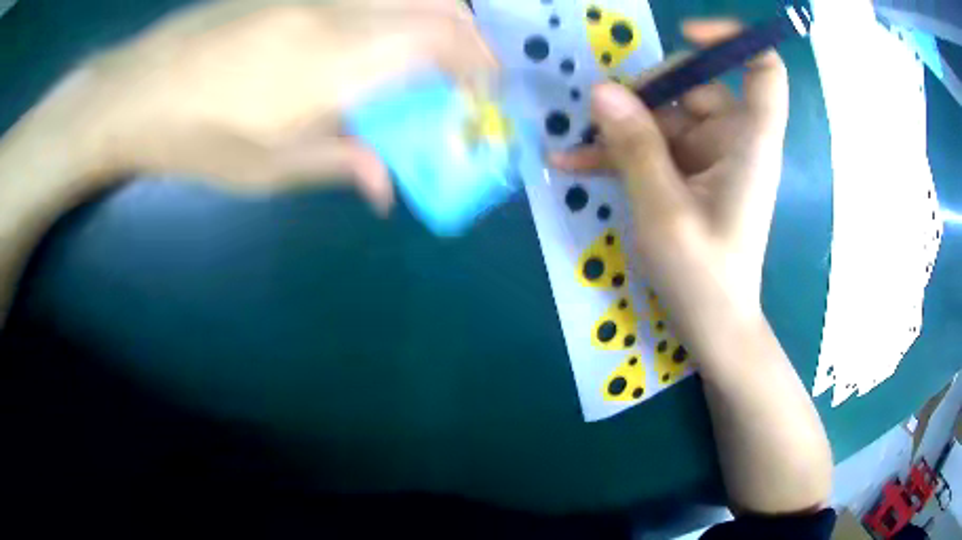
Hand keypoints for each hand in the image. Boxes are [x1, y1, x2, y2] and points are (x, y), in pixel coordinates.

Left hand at [74, 0, 496, 212]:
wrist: (139, 91)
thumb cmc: (198, 139)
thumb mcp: (267, 169)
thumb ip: (338, 164)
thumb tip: (387, 187)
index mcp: (334, 64)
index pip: (436, 45)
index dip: (477, 63)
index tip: (489, 88)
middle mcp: (336, 15)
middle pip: (432, 6)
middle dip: (468, 35)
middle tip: (470, 67)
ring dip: (434, 15)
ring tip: (434, 48)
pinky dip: (393, 7)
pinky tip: (378, 30)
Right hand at [552, 20, 787, 351]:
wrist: (713, 326)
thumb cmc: (703, 276)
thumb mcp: (663, 211)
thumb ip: (634, 147)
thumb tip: (601, 91)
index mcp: (749, 141)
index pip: (763, 69)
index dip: (731, 41)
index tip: (686, 34)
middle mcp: (734, 139)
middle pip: (695, 84)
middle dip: (645, 93)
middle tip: (600, 117)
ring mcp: (710, 156)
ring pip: (664, 115)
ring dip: (619, 128)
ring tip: (573, 149)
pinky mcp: (690, 173)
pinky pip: (654, 146)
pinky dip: (620, 151)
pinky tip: (574, 162)